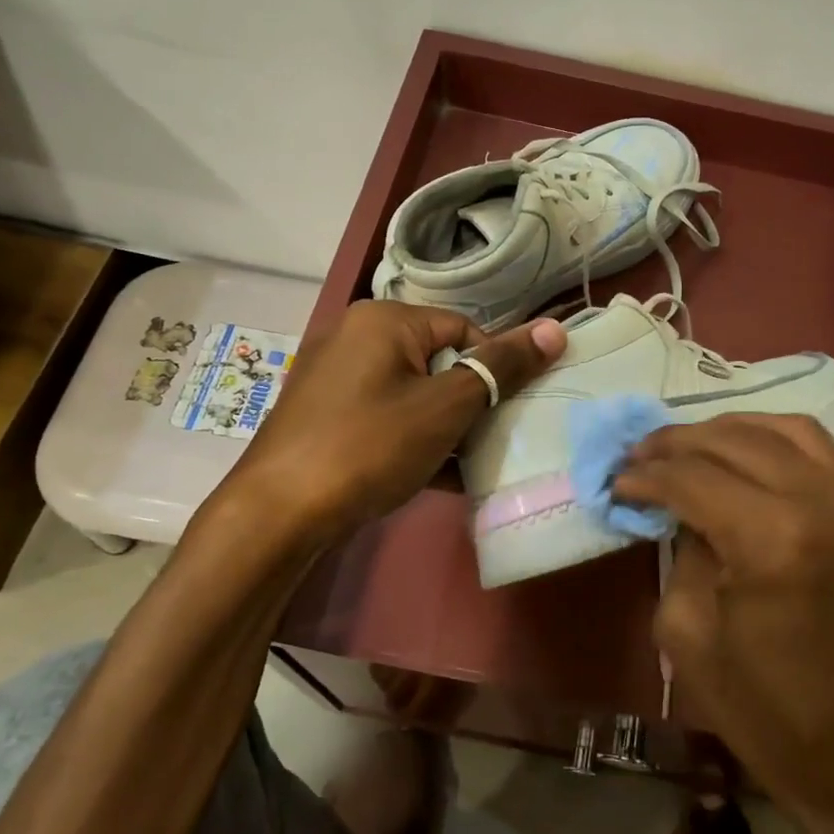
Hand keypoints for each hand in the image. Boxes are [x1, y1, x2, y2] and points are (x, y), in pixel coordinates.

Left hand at [216, 300, 565, 537]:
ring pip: (412, 393)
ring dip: (445, 427)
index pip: (464, 329)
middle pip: (437, 361)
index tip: (510, 412)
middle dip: (469, 402)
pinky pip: (385, 417)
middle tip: (489, 440)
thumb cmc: (370, 446)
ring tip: (468, 464)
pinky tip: (435, 477)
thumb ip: (501, 367)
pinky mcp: (325, 415)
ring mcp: (335, 378)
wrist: (278, 514)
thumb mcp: (445, 407)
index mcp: (384, 319)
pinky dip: (412, 440)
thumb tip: (555, 328)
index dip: (495, 369)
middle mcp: (355, 336)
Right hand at [613, 415, 833, 833]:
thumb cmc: (770, 718)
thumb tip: (679, 509)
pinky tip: (743, 455)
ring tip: (688, 446)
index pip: (693, 477)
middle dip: (678, 442)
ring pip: (785, 430)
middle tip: (640, 454)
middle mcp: (826, 505)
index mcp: (773, 542)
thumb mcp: (690, 636)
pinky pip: (822, 453)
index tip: (617, 478)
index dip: (647, 474)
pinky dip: (774, 441)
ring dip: (727, 430)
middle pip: (736, 441)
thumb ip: (681, 553)